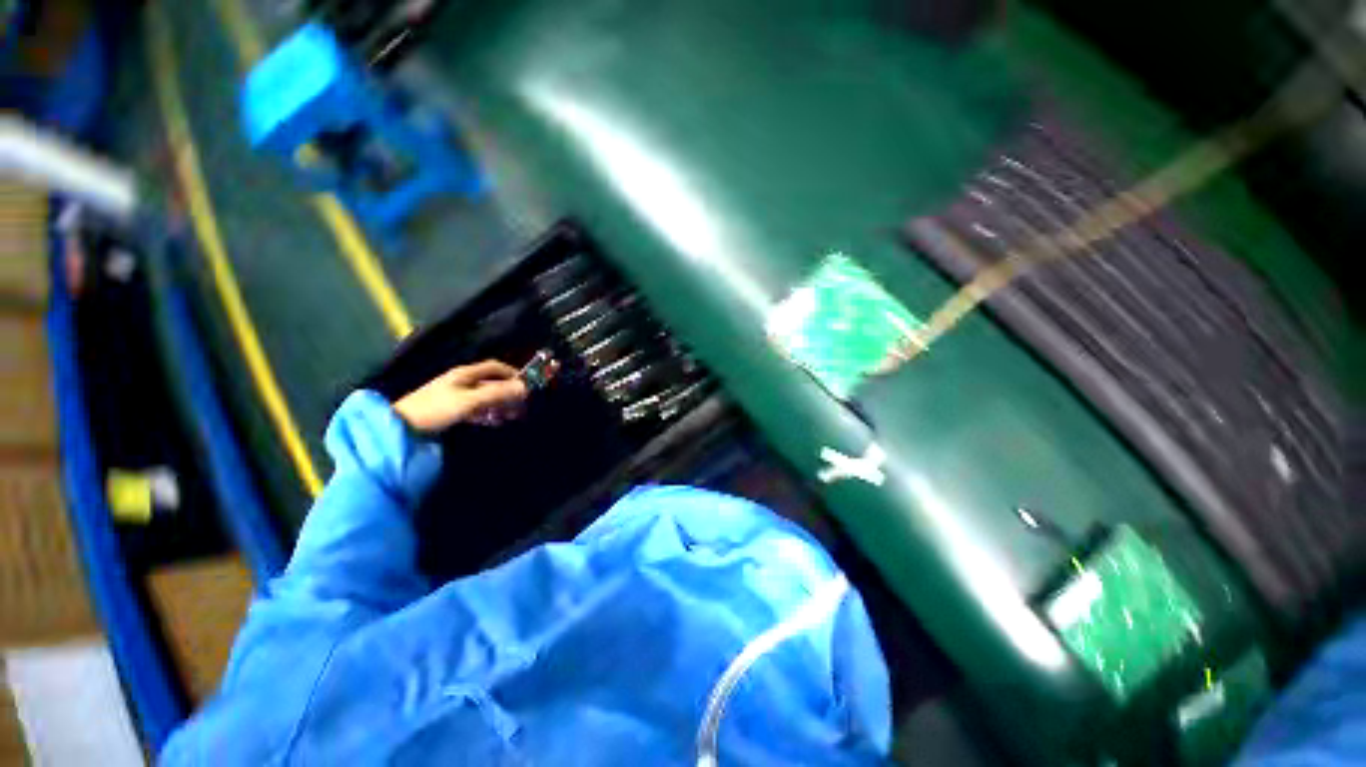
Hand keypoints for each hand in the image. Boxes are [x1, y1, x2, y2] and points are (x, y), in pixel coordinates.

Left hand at [392, 360, 527, 432]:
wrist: (402, 428)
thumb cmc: (437, 408)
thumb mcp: (470, 400)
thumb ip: (497, 393)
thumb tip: (525, 388)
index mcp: (465, 374)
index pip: (495, 367)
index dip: (512, 373)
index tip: (527, 384)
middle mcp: (462, 381)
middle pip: (492, 383)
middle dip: (509, 393)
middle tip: (523, 405)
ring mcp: (457, 396)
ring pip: (486, 397)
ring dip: (501, 405)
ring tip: (512, 416)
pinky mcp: (453, 410)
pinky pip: (477, 409)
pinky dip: (489, 413)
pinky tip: (495, 421)